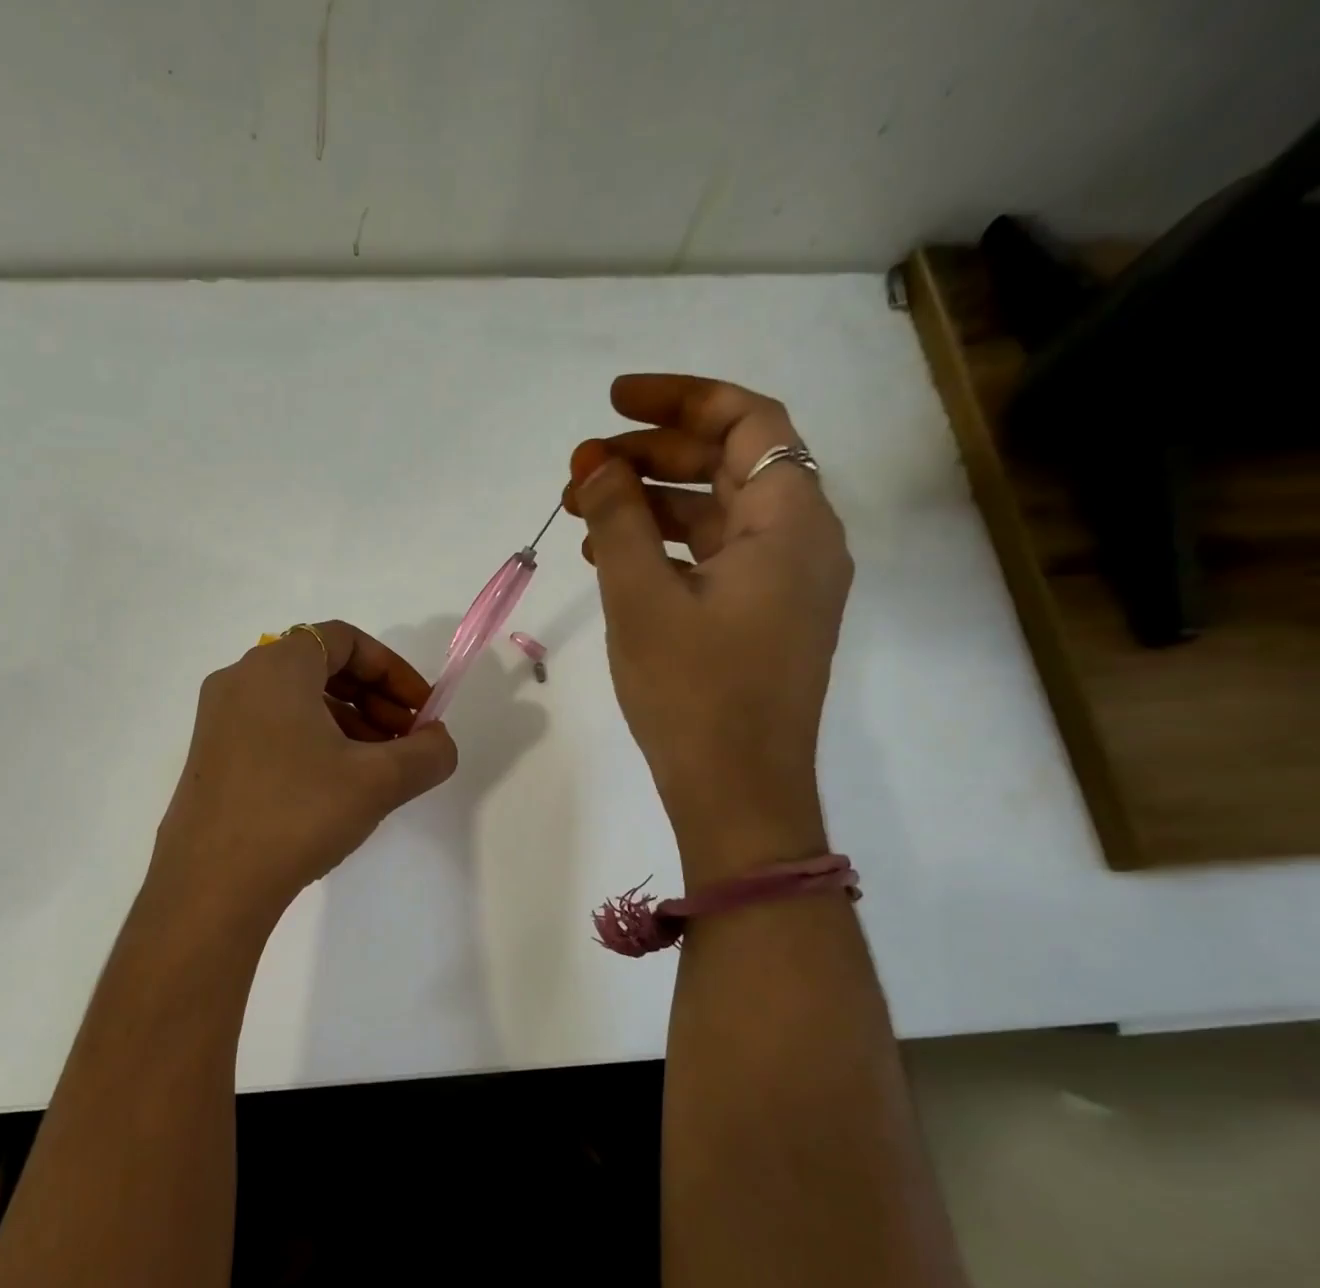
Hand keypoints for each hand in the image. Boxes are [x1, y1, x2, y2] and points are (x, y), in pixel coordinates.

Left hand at [151, 621, 458, 919]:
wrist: (211, 885)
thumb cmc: (298, 813)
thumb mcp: (378, 781)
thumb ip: (426, 753)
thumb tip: (438, 743)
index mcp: (276, 667)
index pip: (345, 640)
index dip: (393, 670)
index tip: (422, 712)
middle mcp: (240, 680)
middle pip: (321, 667)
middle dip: (374, 699)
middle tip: (405, 741)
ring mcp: (218, 719)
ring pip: (297, 701)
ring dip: (347, 724)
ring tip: (377, 770)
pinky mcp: (211, 756)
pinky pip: (273, 728)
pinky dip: (312, 742)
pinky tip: (334, 788)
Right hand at [566, 375, 851, 878]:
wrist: (738, 793)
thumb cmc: (692, 692)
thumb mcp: (642, 597)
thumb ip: (618, 520)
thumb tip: (596, 467)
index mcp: (789, 520)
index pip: (748, 421)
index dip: (680, 400)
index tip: (613, 401)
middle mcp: (801, 541)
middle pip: (730, 465)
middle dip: (653, 455)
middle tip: (582, 467)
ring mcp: (784, 585)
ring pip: (718, 515)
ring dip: (652, 503)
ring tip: (583, 512)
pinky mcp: (762, 620)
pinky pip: (715, 559)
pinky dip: (666, 546)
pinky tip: (613, 557)